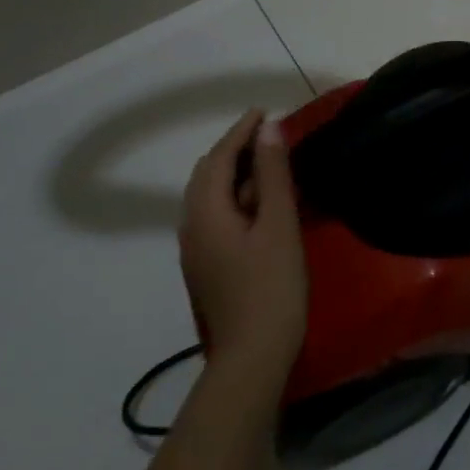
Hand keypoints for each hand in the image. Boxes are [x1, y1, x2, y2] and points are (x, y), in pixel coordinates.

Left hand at [180, 109, 307, 382]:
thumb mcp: (279, 225)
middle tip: (267, 136)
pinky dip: (233, 197)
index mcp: (205, 212)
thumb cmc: (271, 288)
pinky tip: (256, 204)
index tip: (264, 111)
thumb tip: (268, 130)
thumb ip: (272, 175)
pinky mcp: (205, 266)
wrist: (252, 358)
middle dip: (234, 149)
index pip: (219, 158)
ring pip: (208, 196)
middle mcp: (191, 225)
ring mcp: (195, 249)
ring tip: (265, 164)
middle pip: (207, 175)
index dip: (241, 131)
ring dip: (233, 173)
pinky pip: (213, 216)